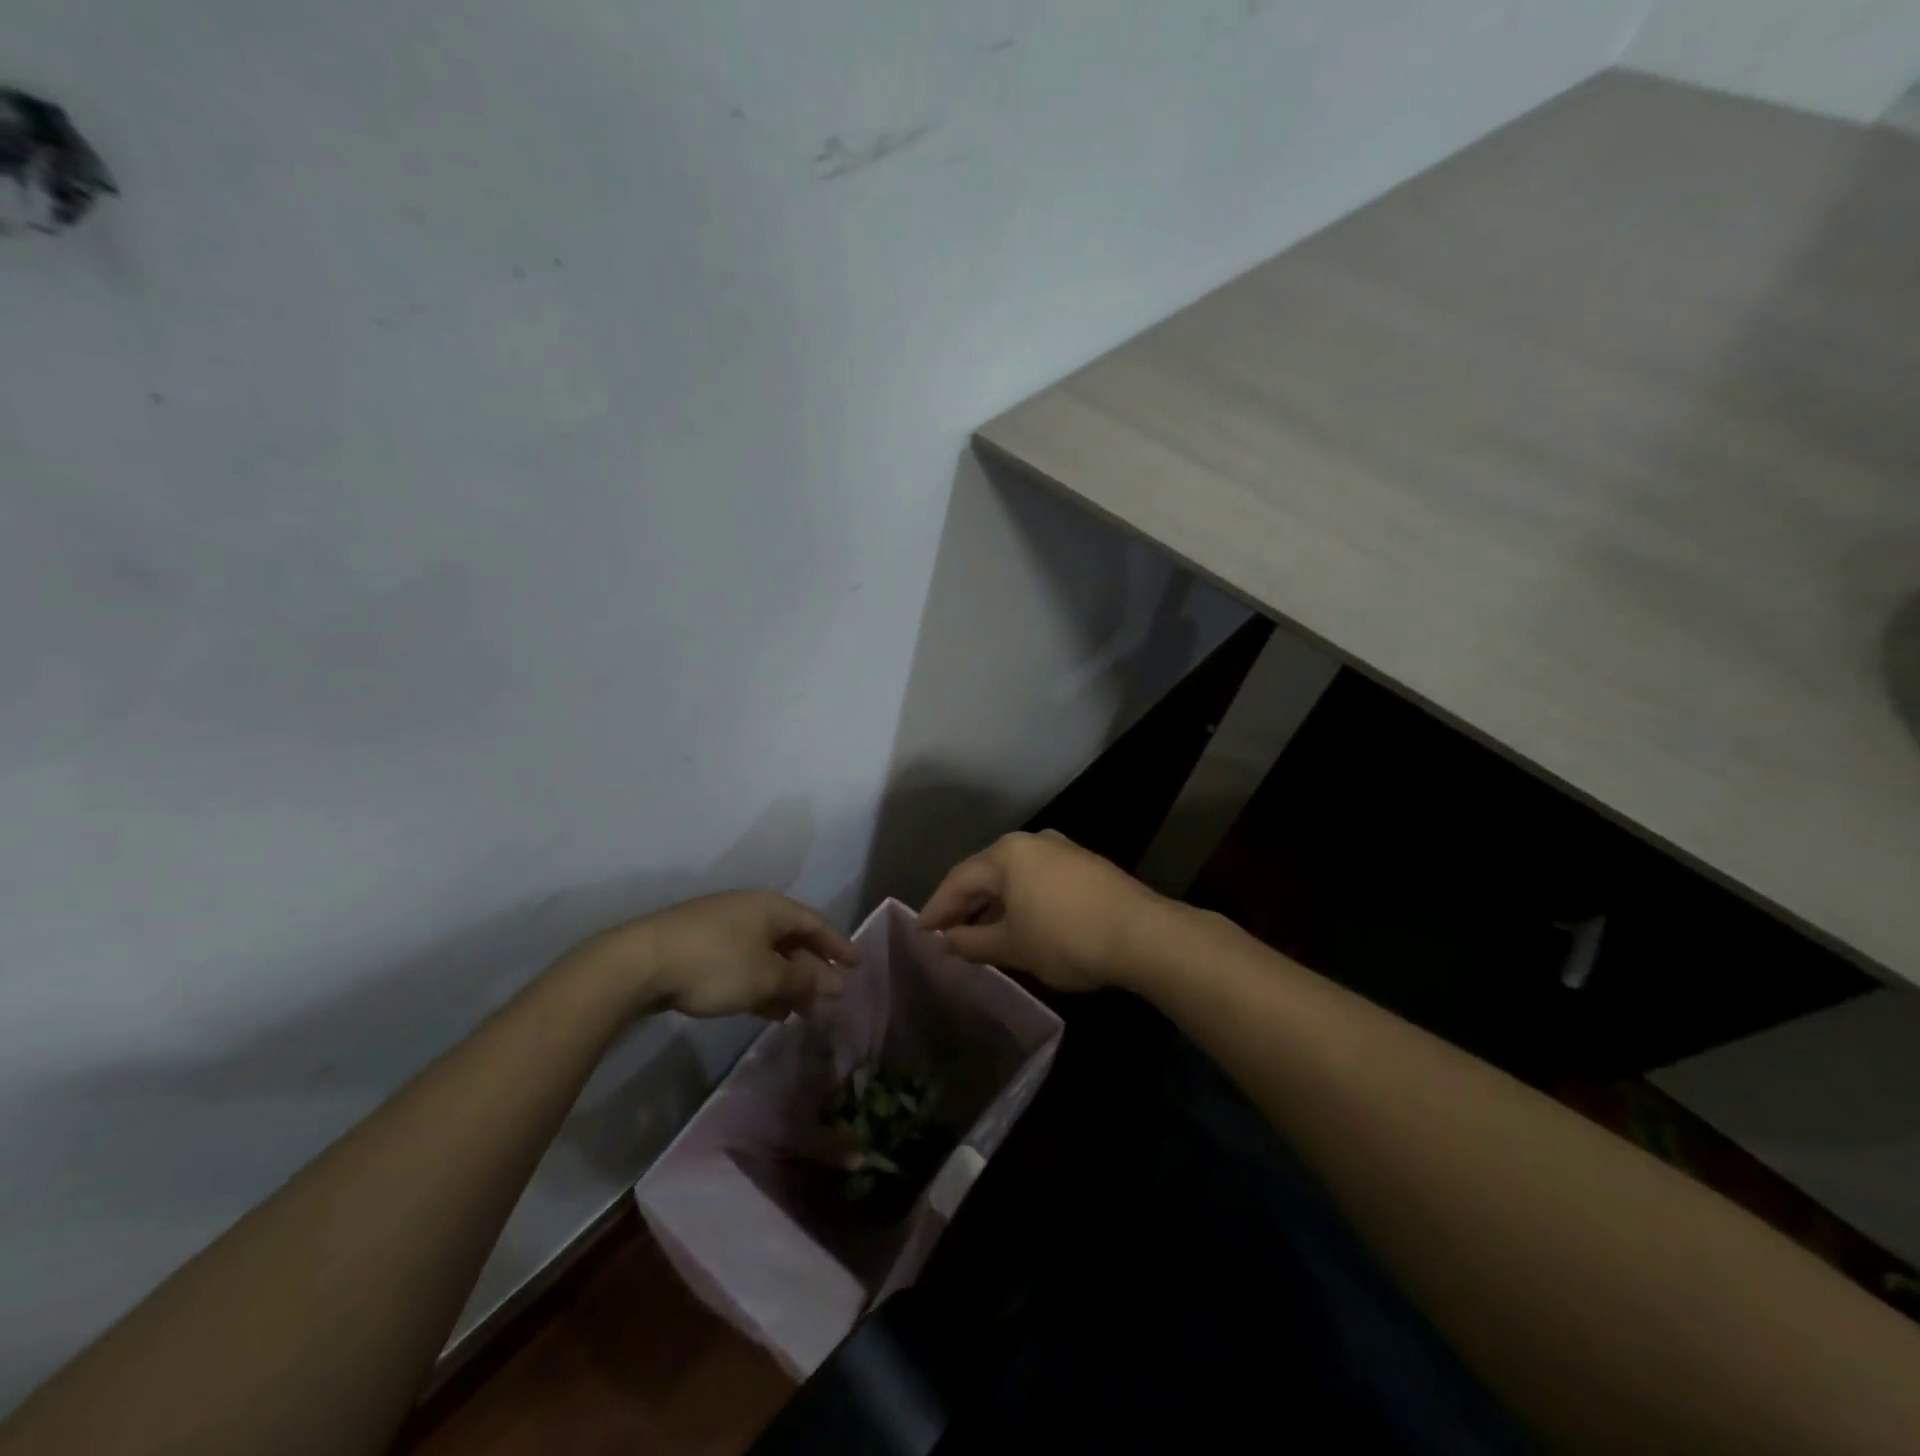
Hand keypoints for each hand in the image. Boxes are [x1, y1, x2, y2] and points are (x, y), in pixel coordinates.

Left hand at [554, 890, 856, 1020]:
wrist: (639, 963)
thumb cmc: (715, 964)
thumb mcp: (765, 977)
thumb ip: (803, 980)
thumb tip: (835, 984)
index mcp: (770, 907)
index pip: (815, 923)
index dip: (838, 945)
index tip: (856, 967)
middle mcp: (749, 910)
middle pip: (791, 939)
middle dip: (811, 969)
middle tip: (828, 997)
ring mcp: (722, 927)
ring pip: (766, 954)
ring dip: (785, 981)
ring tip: (799, 1012)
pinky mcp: (699, 948)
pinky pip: (743, 964)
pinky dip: (760, 984)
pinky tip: (765, 1010)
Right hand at [918, 830, 1170, 991]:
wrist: (1142, 935)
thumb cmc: (1066, 939)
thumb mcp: (1014, 946)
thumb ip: (973, 942)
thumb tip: (947, 941)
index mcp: (1007, 854)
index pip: (959, 880)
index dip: (937, 908)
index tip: (921, 932)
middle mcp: (1032, 842)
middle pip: (985, 873)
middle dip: (964, 904)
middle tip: (945, 932)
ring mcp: (1061, 849)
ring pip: (1013, 876)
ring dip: (993, 903)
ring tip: (978, 931)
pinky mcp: (1084, 865)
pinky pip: (1037, 879)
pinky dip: (1020, 900)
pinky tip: (1019, 922)